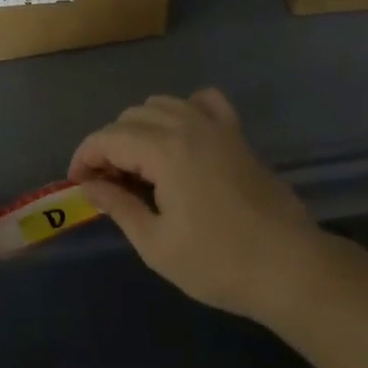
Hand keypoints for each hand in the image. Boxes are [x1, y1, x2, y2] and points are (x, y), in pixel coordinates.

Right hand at [69, 88, 320, 320]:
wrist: (290, 267)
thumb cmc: (219, 263)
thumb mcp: (157, 245)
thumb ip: (119, 207)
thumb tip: (89, 186)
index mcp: (163, 150)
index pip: (108, 137)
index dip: (85, 157)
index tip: (77, 183)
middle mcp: (186, 124)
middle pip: (131, 117)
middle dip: (110, 145)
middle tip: (108, 184)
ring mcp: (215, 125)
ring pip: (162, 104)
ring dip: (140, 127)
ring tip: (139, 165)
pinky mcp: (236, 133)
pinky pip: (203, 101)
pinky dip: (184, 109)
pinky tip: (181, 135)